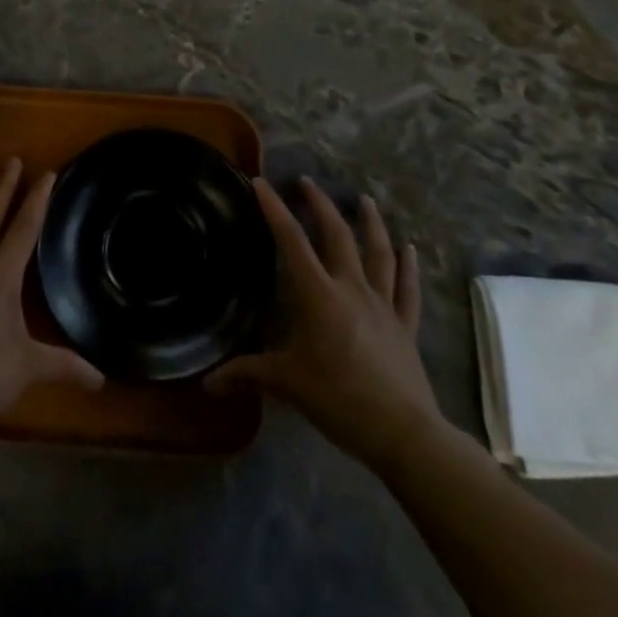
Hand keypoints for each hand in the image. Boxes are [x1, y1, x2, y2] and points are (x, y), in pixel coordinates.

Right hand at [207, 177, 445, 463]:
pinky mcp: (405, 325)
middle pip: (337, 235)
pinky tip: (410, 248)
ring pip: (378, 252)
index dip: (275, 210)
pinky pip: (408, 289)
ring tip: (364, 199)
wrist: (403, 433)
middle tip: (307, 182)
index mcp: (319, 296)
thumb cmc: (339, 400)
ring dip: (371, 223)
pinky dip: (409, 266)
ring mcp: (383, 304)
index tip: (262, 183)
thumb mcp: (287, 384)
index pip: (292, 242)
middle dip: (320, 205)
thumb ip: (247, 374)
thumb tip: (207, 383)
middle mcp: (352, 288)